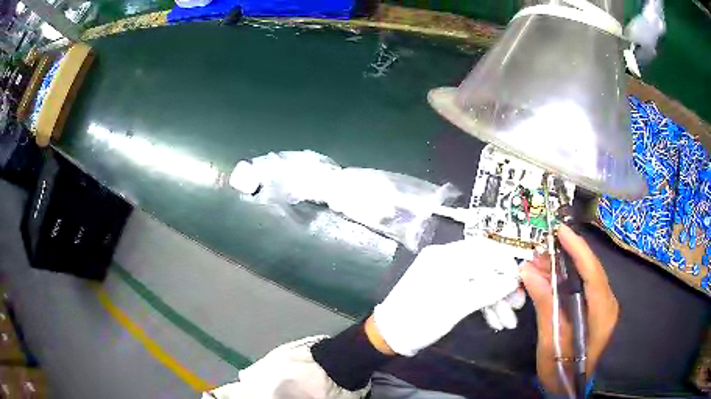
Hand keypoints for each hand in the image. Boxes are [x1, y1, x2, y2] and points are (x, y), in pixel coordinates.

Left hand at [372, 238, 519, 355]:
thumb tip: (512, 281)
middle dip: (502, 287)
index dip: (506, 266)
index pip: (486, 250)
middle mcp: (446, 258)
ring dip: (494, 299)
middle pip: (485, 266)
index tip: (520, 286)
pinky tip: (493, 320)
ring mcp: (445, 272)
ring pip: (479, 280)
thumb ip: (485, 291)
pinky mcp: (444, 285)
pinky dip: (482, 302)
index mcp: (446, 257)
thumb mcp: (454, 308)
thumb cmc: (418, 321)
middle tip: (517, 307)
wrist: (388, 335)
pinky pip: (469, 288)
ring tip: (507, 322)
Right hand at [521, 225, 618, 393]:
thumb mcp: (550, 343)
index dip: (578, 249)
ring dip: (563, 267)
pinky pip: (583, 286)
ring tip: (538, 265)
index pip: (593, 273)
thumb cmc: (562, 371)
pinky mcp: (596, 308)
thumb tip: (528, 273)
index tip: (560, 231)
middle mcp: (608, 304)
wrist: (572, 387)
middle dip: (566, 256)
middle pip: (590, 270)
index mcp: (602, 315)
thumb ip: (545, 307)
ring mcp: (604, 306)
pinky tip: (548, 279)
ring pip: (586, 276)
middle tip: (538, 252)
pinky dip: (566, 279)